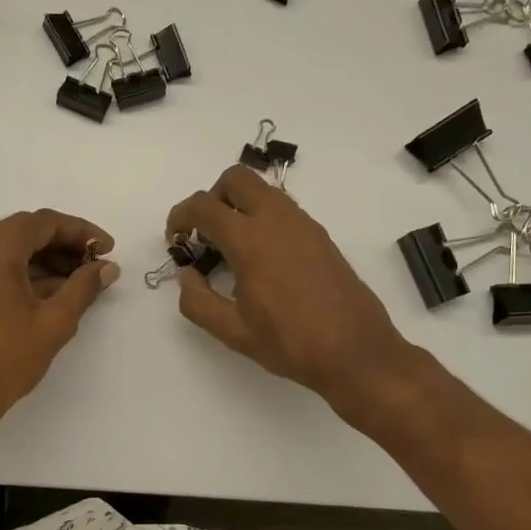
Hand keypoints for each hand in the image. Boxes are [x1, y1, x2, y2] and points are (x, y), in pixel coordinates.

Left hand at [0, 209, 118, 444]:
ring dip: (46, 261)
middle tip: (95, 265)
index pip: (43, 222)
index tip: (107, 248)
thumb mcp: (54, 323)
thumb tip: (107, 267)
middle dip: (64, 245)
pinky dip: (25, 274)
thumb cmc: (5, 359)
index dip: (80, 231)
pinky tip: (52, 295)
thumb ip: (83, 288)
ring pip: (10, 250)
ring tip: (79, 283)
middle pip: (25, 232)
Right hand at [166, 166, 422, 421]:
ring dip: (239, 206)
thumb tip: (186, 274)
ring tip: (232, 250)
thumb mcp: (233, 331)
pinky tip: (261, 259)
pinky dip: (262, 218)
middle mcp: (278, 220)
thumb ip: (197, 300)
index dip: (180, 216)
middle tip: (205, 235)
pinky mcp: (320, 236)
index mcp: (251, 241)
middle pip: (236, 178)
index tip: (175, 239)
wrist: (355, 351)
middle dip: (212, 198)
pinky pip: (283, 209)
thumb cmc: (290, 344)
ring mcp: (304, 224)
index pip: (205, 206)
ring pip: (263, 190)